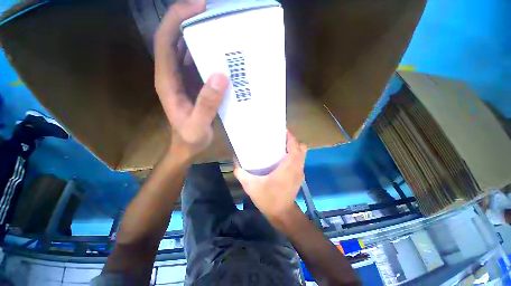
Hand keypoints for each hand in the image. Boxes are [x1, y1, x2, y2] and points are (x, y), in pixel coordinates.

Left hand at [154, 0, 228, 159]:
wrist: (188, 146)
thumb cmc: (190, 138)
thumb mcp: (198, 125)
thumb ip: (207, 104)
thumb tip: (219, 76)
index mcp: (167, 81)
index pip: (166, 41)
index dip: (177, 19)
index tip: (198, 5)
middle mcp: (172, 75)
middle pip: (175, 39)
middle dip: (190, 20)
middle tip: (214, 12)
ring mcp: (183, 79)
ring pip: (187, 49)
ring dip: (200, 35)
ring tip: (220, 27)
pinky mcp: (194, 85)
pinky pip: (198, 63)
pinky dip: (207, 53)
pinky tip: (222, 53)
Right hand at [234, 131, 306, 225]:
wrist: (282, 214)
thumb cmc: (268, 199)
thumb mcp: (251, 186)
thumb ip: (241, 172)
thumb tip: (235, 160)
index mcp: (288, 167)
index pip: (295, 146)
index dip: (290, 137)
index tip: (281, 130)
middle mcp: (297, 167)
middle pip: (302, 147)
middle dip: (292, 140)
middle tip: (280, 138)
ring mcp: (300, 172)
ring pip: (302, 154)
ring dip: (294, 147)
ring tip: (281, 145)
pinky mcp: (299, 176)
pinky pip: (300, 160)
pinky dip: (294, 155)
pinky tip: (283, 157)